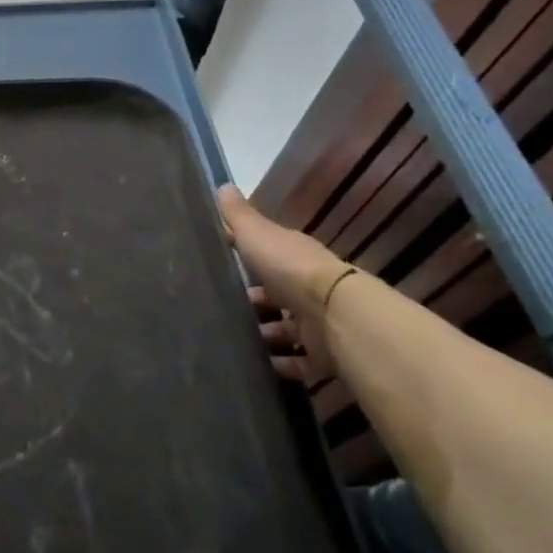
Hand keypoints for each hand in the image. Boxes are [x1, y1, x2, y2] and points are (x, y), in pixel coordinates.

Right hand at [216, 186, 350, 384]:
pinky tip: (256, 367)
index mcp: (293, 257)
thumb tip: (222, 184)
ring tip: (231, 342)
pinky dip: (280, 365)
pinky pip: (297, 362)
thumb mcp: (257, 235)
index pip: (267, 255)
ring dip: (264, 335)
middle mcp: (307, 289)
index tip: (217, 264)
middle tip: (218, 310)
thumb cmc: (291, 269)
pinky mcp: (321, 355)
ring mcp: (316, 324)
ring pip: (285, 329)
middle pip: (276, 295)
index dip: (245, 258)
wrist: (335, 314)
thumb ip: (238, 216)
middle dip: (252, 302)